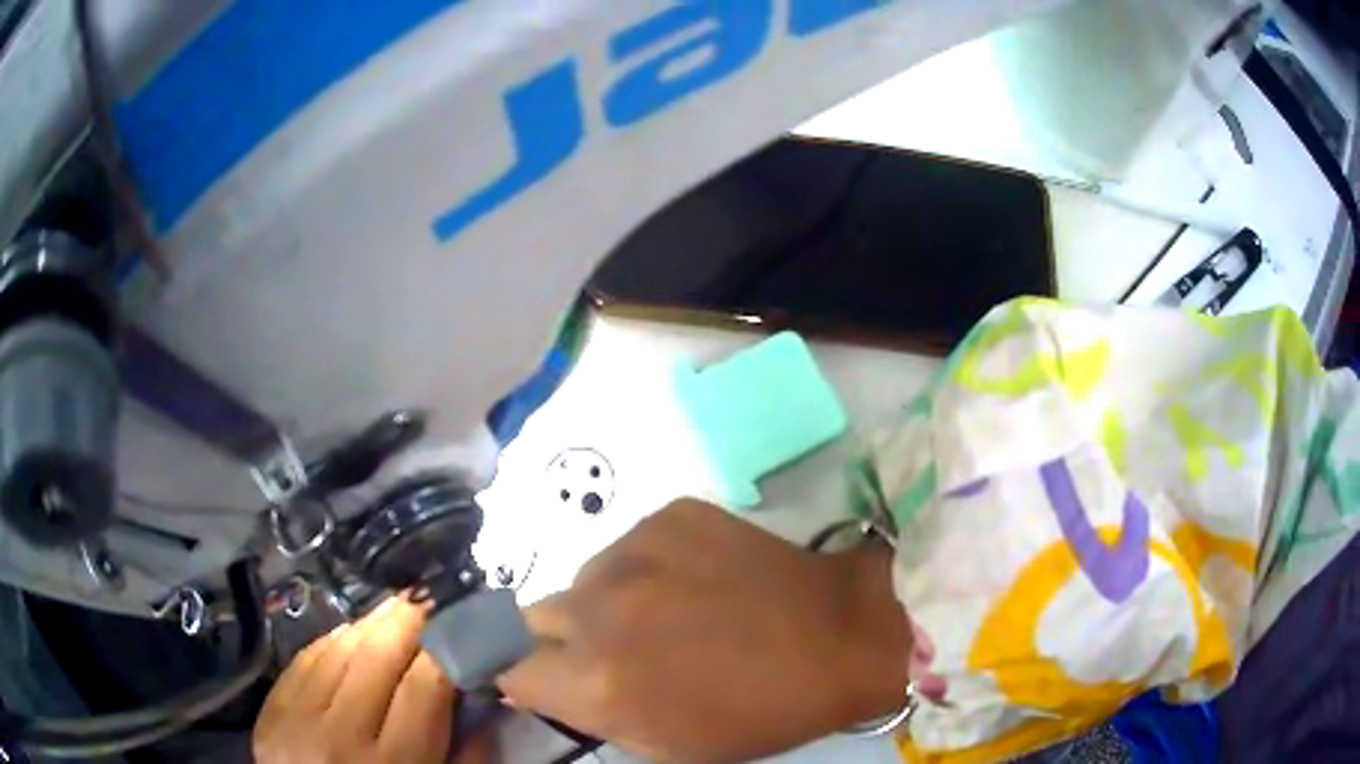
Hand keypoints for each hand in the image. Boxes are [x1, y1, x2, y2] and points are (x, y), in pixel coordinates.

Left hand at [254, 596, 493, 763]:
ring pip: (336, 649)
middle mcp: (337, 737)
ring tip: (394, 611)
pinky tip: (352, 633)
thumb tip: (482, 693)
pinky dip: (332, 641)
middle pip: (375, 656)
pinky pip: (304, 659)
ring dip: (369, 624)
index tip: (462, 626)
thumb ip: (469, 752)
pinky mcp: (269, 711)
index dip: (445, 648)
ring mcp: (293, 720)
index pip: (423, 687)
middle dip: (406, 620)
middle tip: (427, 597)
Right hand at [499, 499, 911, 762]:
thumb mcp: (667, 745)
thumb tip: (536, 682)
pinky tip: (696, 580)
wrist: (840, 634)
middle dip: (561, 638)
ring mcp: (633, 550)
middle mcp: (598, 609)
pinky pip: (629, 546)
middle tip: (617, 649)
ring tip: (667, 613)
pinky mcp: (668, 514)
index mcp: (596, 680)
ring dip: (606, 601)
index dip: (528, 677)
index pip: (510, 668)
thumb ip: (589, 714)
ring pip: (584, 579)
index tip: (551, 680)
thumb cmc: (759, 710)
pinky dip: (646, 567)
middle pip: (535, 616)